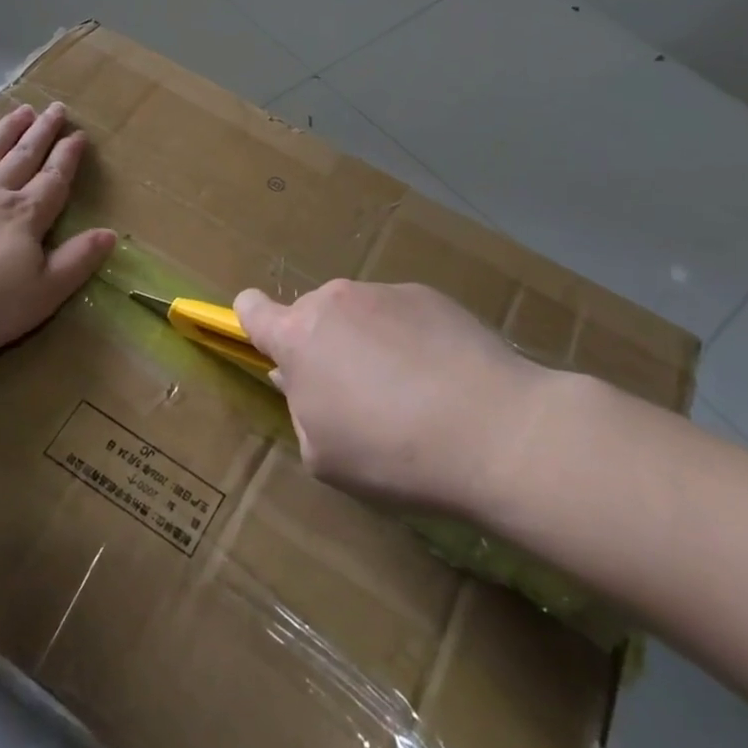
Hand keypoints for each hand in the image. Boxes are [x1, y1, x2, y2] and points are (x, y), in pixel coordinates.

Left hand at [0, 102, 115, 360]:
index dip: (68, 158)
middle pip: (24, 157)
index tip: (78, 135)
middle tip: (56, 108)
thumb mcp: (41, 295)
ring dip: (7, 130)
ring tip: (22, 110)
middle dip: (42, 133)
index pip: (54, 180)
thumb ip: (76, 261)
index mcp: (25, 217)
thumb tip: (110, 233)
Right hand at [233, 279, 552, 510]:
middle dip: (323, 347)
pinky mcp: (431, 295)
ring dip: (367, 342)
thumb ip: (300, 408)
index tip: (269, 346)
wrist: (495, 431)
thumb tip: (302, 379)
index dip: (252, 323)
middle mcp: (334, 301)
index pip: (251, 309)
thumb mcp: (324, 454)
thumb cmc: (392, 452)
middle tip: (356, 395)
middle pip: (312, 317)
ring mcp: (385, 293)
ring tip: (410, 392)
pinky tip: (442, 379)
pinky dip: (409, 339)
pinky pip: (402, 314)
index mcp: (298, 338)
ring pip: (358, 315)